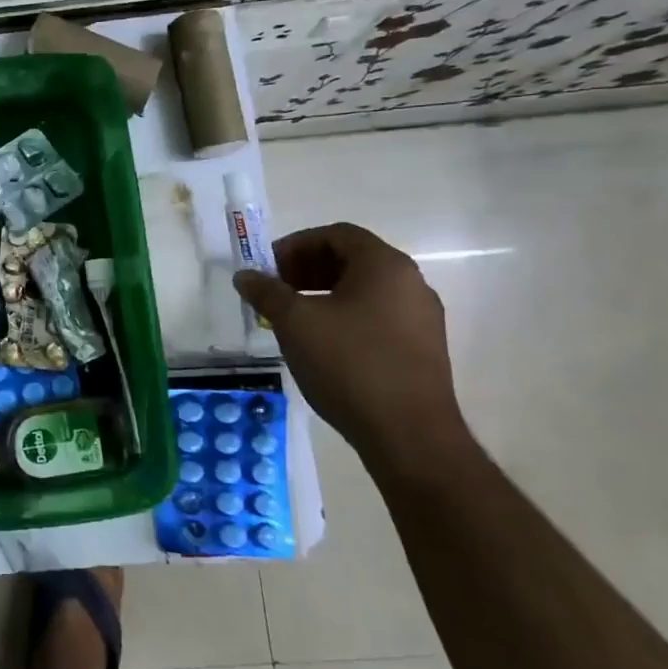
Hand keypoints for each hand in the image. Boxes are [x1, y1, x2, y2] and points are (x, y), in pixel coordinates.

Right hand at [235, 223, 472, 472]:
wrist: (408, 434)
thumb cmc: (348, 364)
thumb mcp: (294, 322)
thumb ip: (266, 292)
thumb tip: (245, 275)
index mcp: (384, 266)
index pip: (337, 234)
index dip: (296, 245)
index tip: (268, 268)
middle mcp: (411, 284)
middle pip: (352, 259)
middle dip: (307, 269)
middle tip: (275, 290)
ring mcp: (421, 318)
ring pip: (364, 290)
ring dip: (323, 294)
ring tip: (292, 318)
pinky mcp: (422, 349)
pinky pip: (377, 316)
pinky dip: (344, 317)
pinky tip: (321, 344)